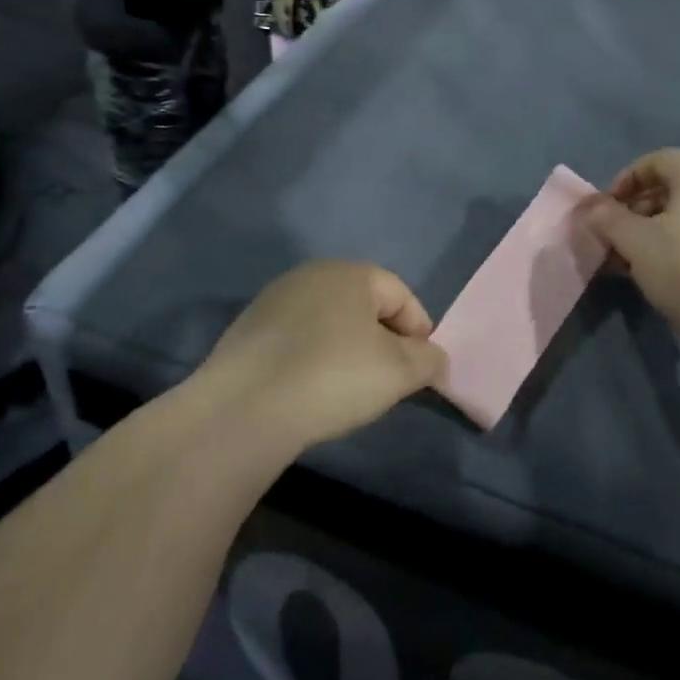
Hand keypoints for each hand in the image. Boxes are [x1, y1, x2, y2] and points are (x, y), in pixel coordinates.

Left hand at [202, 261, 447, 451]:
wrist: (245, 407)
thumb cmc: (334, 376)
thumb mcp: (398, 372)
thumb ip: (428, 360)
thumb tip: (435, 357)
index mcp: (352, 272)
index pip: (401, 294)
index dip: (419, 330)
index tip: (422, 369)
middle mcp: (312, 274)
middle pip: (363, 304)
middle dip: (382, 339)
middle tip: (389, 380)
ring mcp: (275, 299)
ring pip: (328, 321)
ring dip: (346, 348)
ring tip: (348, 389)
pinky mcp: (247, 329)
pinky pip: (296, 339)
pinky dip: (312, 358)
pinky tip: (309, 390)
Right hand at [582, 148, 679, 350]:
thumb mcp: (635, 243)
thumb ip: (608, 219)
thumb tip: (590, 205)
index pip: (661, 158)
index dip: (630, 176)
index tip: (610, 205)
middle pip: (677, 186)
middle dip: (642, 206)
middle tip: (620, 234)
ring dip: (663, 228)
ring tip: (642, 259)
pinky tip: (674, 273)